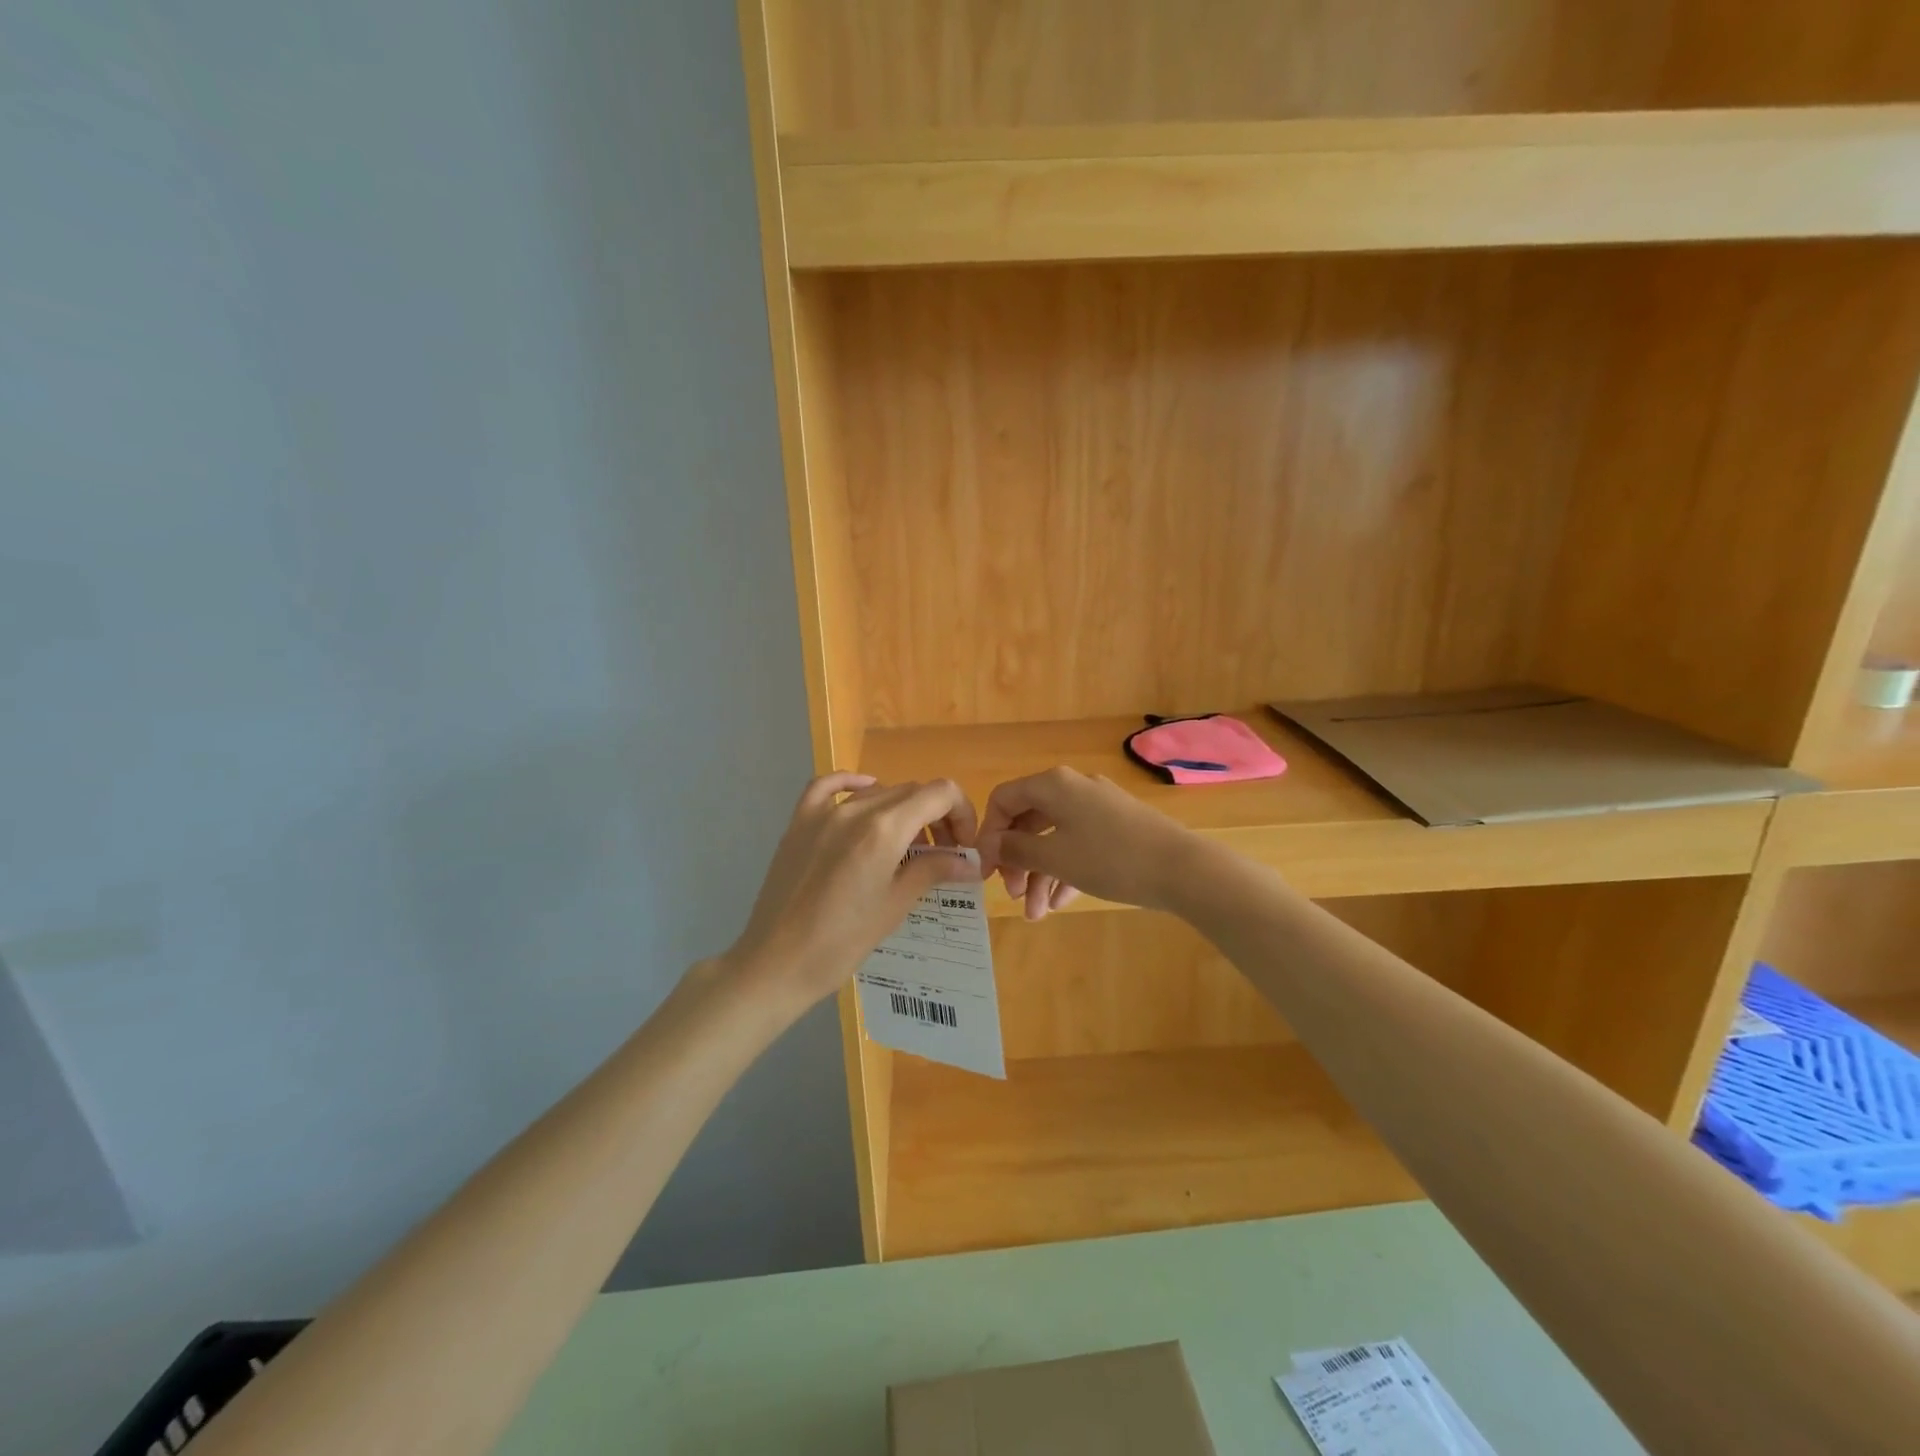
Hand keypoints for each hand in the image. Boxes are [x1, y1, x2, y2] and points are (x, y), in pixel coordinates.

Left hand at [723, 773, 978, 1008]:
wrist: (776, 963)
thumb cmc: (842, 942)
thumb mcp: (895, 906)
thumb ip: (933, 871)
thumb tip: (971, 862)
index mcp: (884, 829)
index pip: (939, 794)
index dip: (961, 813)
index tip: (962, 846)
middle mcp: (856, 810)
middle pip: (911, 791)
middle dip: (936, 816)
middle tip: (942, 854)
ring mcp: (823, 813)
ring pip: (878, 792)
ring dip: (902, 811)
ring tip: (907, 847)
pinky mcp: (799, 823)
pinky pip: (828, 786)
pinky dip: (853, 784)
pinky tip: (865, 795)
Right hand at [976, 767, 1197, 919]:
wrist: (1183, 869)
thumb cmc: (1110, 859)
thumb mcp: (1056, 857)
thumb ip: (1017, 850)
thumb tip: (991, 845)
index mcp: (1054, 785)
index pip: (1004, 799)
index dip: (989, 834)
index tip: (987, 870)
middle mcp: (1073, 788)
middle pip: (1029, 821)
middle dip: (1017, 861)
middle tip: (1013, 895)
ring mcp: (1098, 807)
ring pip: (1055, 837)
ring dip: (1041, 874)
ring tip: (1037, 913)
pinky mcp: (1118, 826)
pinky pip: (1080, 843)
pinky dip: (1066, 870)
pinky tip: (1062, 902)